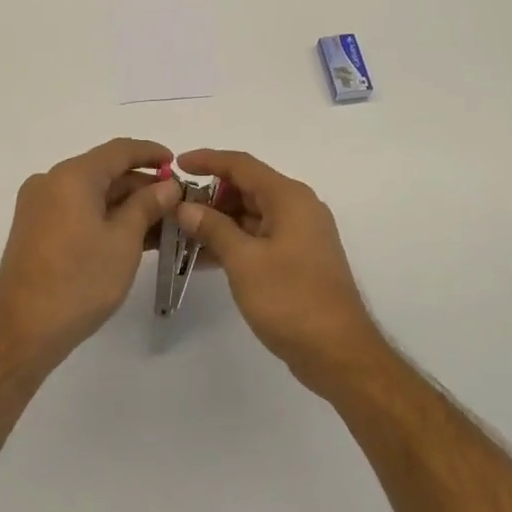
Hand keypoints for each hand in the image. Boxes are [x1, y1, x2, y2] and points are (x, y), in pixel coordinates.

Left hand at [0, 137, 181, 375]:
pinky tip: (135, 236)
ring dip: (127, 205)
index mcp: (72, 176)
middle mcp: (51, 182)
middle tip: (178, 203)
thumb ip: (147, 205)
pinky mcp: (36, 230)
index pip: (120, 150)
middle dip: (143, 185)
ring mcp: (40, 207)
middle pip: (105, 172)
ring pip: (93, 194)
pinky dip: (106, 219)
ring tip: (164, 223)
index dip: (152, 153)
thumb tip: (167, 186)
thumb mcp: (123, 241)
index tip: (179, 165)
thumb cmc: (79, 281)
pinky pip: (78, 212)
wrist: (22, 331)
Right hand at [173, 149, 386, 394]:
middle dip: (210, 196)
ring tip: (180, 235)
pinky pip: (259, 238)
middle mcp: (298, 208)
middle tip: (174, 210)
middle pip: (247, 188)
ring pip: (251, 215)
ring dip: (219, 222)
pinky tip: (203, 259)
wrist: (337, 351)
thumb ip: (213, 228)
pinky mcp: (298, 259)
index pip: (242, 165)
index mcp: (289, 198)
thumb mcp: (244, 261)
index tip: (176, 165)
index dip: (208, 160)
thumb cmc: (290, 299)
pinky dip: (234, 242)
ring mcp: (300, 235)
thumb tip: (185, 206)